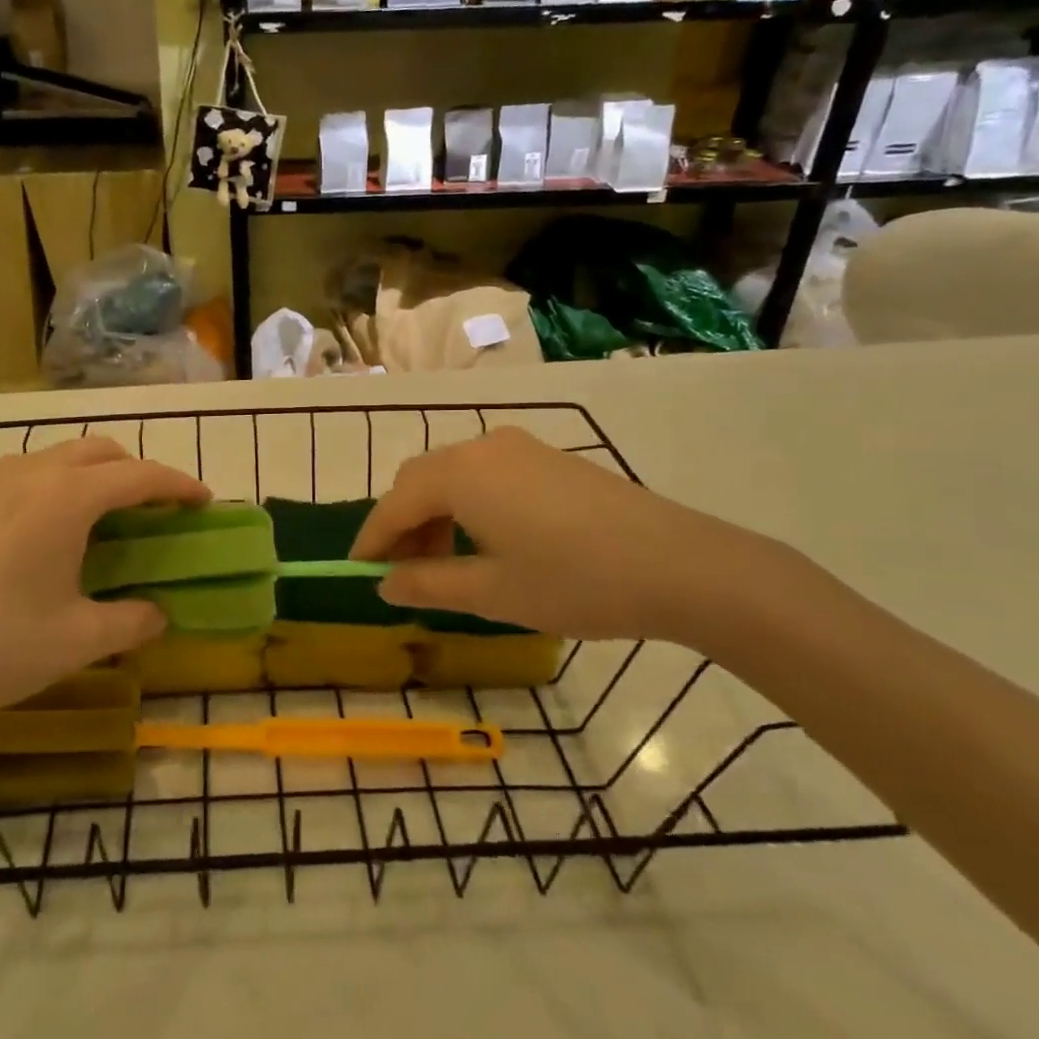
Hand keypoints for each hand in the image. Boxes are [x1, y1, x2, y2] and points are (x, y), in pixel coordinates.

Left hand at [0, 437, 209, 737]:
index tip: (205, 501)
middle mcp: (31, 474)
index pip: (139, 475)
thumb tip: (158, 612)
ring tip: (108, 520)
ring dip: (96, 476)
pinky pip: (29, 475)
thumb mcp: (76, 640)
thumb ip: (131, 620)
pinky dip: (60, 486)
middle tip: (157, 511)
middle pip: (100, 452)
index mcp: (65, 498)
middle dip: (138, 472)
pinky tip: (52, 534)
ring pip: (61, 457)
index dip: (178, 485)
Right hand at [350, 427, 782, 643]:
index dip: (372, 538)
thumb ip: (427, 583)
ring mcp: (520, 447)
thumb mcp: (491, 592)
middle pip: (420, 480)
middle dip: (402, 524)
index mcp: (460, 474)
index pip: (395, 503)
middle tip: (402, 571)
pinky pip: (486, 474)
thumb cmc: (574, 581)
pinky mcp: (549, 458)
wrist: (682, 565)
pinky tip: (486, 541)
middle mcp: (482, 447)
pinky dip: (468, 504)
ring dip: (436, 514)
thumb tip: (384, 583)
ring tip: (444, 563)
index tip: (356, 570)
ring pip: (454, 475)